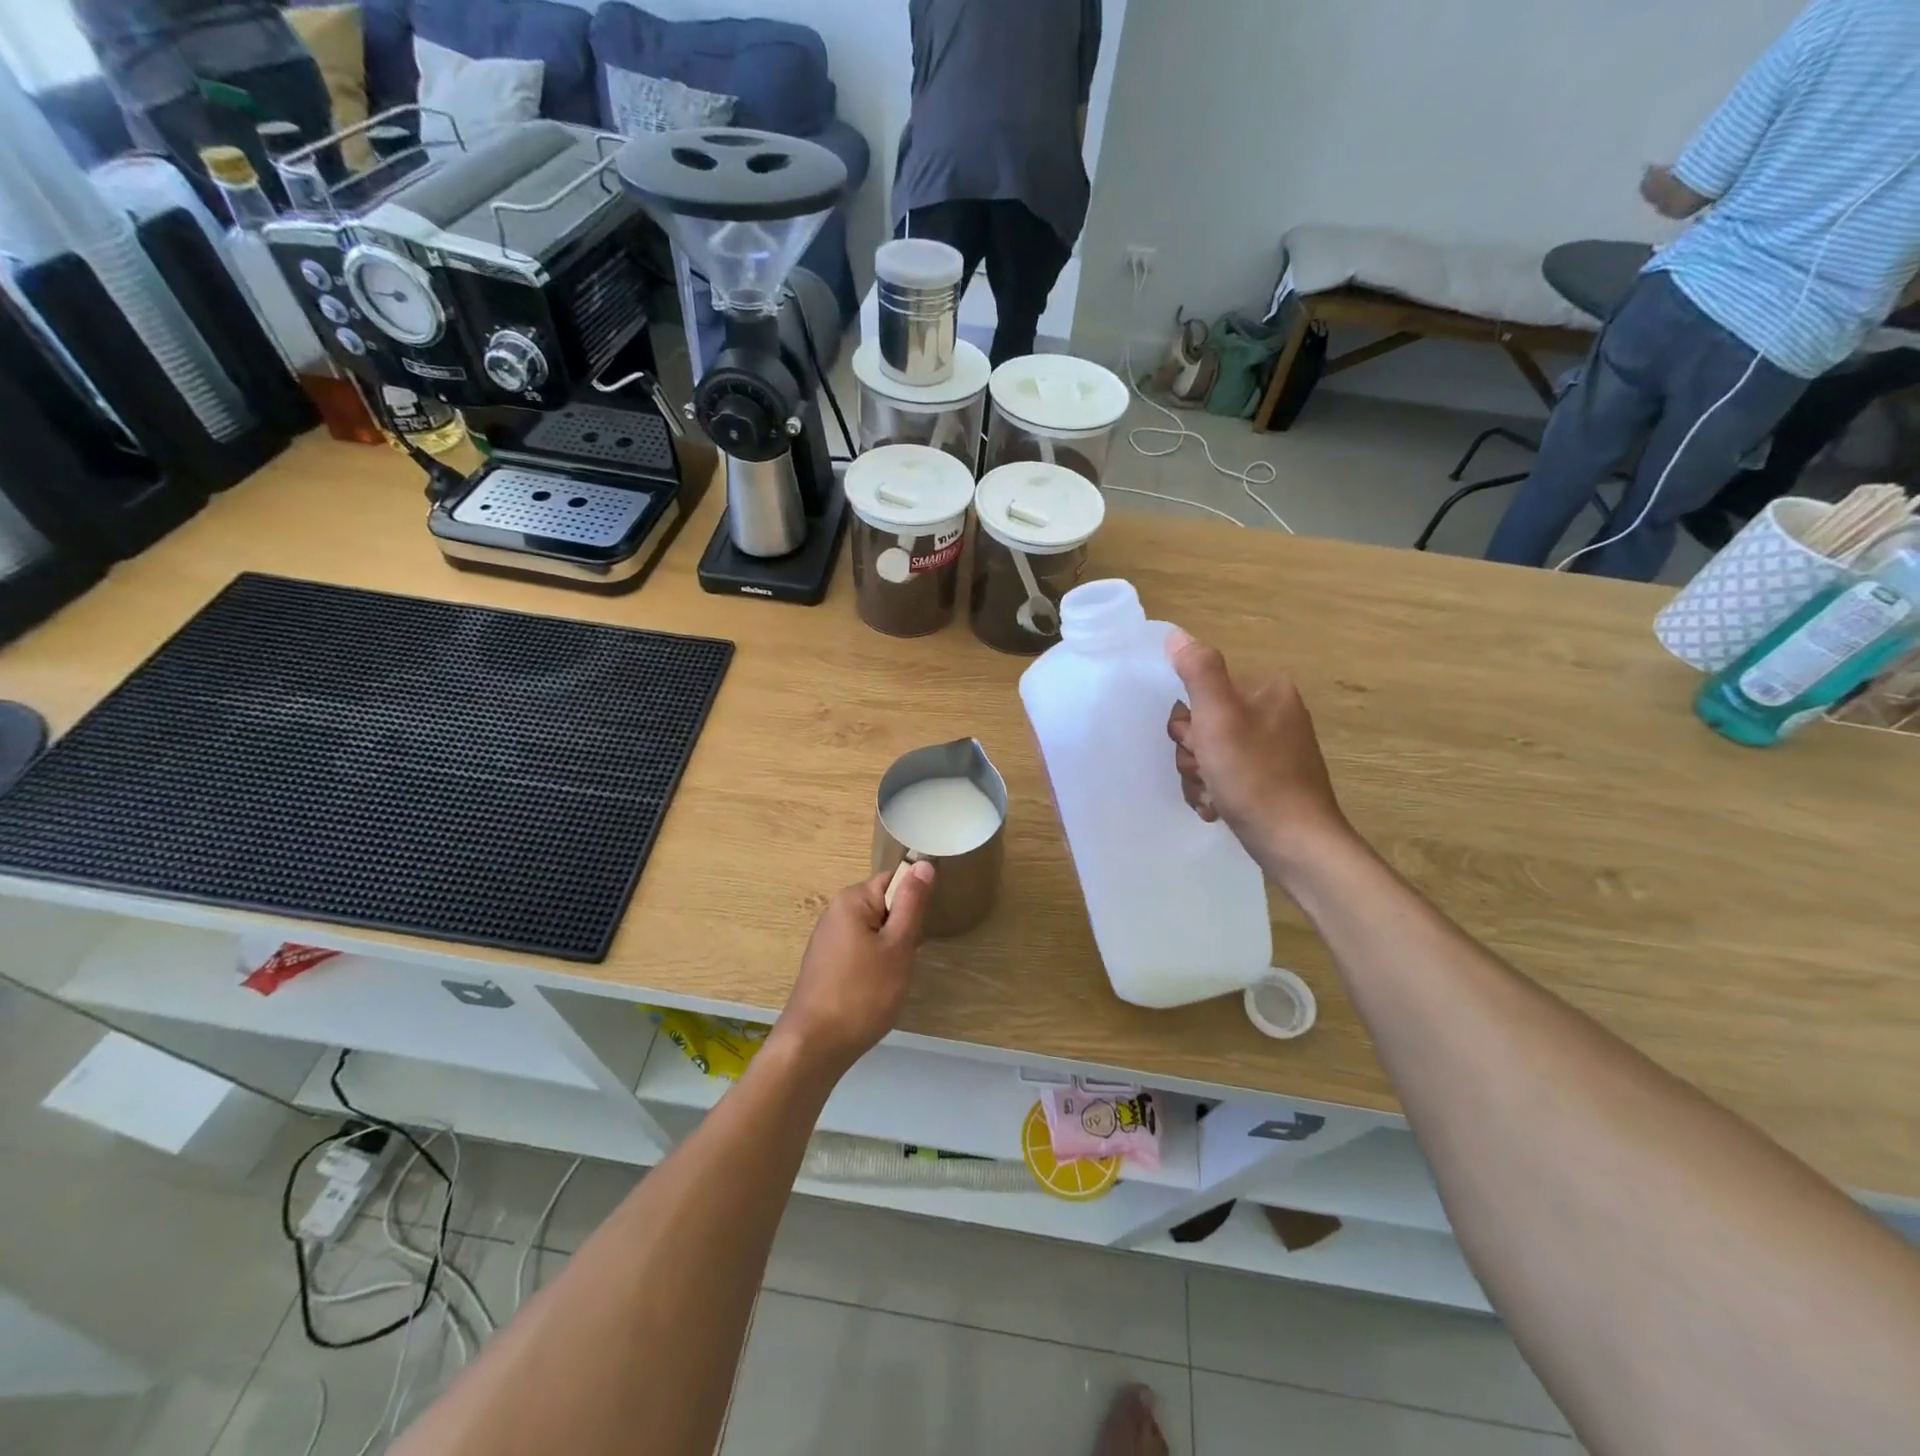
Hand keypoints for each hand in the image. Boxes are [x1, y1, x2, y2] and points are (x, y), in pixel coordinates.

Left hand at [775, 863, 935, 1077]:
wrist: (814, 1046)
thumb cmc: (862, 993)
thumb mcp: (898, 946)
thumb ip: (912, 903)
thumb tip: (923, 863)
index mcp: (852, 899)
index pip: (895, 880)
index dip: (914, 901)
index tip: (920, 930)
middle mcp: (836, 911)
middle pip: (884, 905)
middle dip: (903, 929)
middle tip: (907, 958)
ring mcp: (828, 939)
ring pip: (875, 931)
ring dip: (890, 950)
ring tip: (892, 977)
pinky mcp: (826, 964)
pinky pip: (861, 950)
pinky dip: (874, 965)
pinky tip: (875, 990)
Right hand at [1165, 629, 1353, 872]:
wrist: (1295, 843)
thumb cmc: (1255, 776)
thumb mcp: (1219, 717)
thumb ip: (1198, 671)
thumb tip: (1176, 635)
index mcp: (1267, 690)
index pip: (1204, 689)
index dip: (1188, 721)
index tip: (1196, 744)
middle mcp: (1274, 714)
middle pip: (1205, 723)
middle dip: (1194, 753)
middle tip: (1206, 771)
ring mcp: (1274, 750)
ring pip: (1211, 753)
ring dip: (1200, 777)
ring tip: (1213, 796)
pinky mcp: (1271, 780)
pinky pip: (1227, 776)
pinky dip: (1216, 792)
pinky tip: (1219, 807)